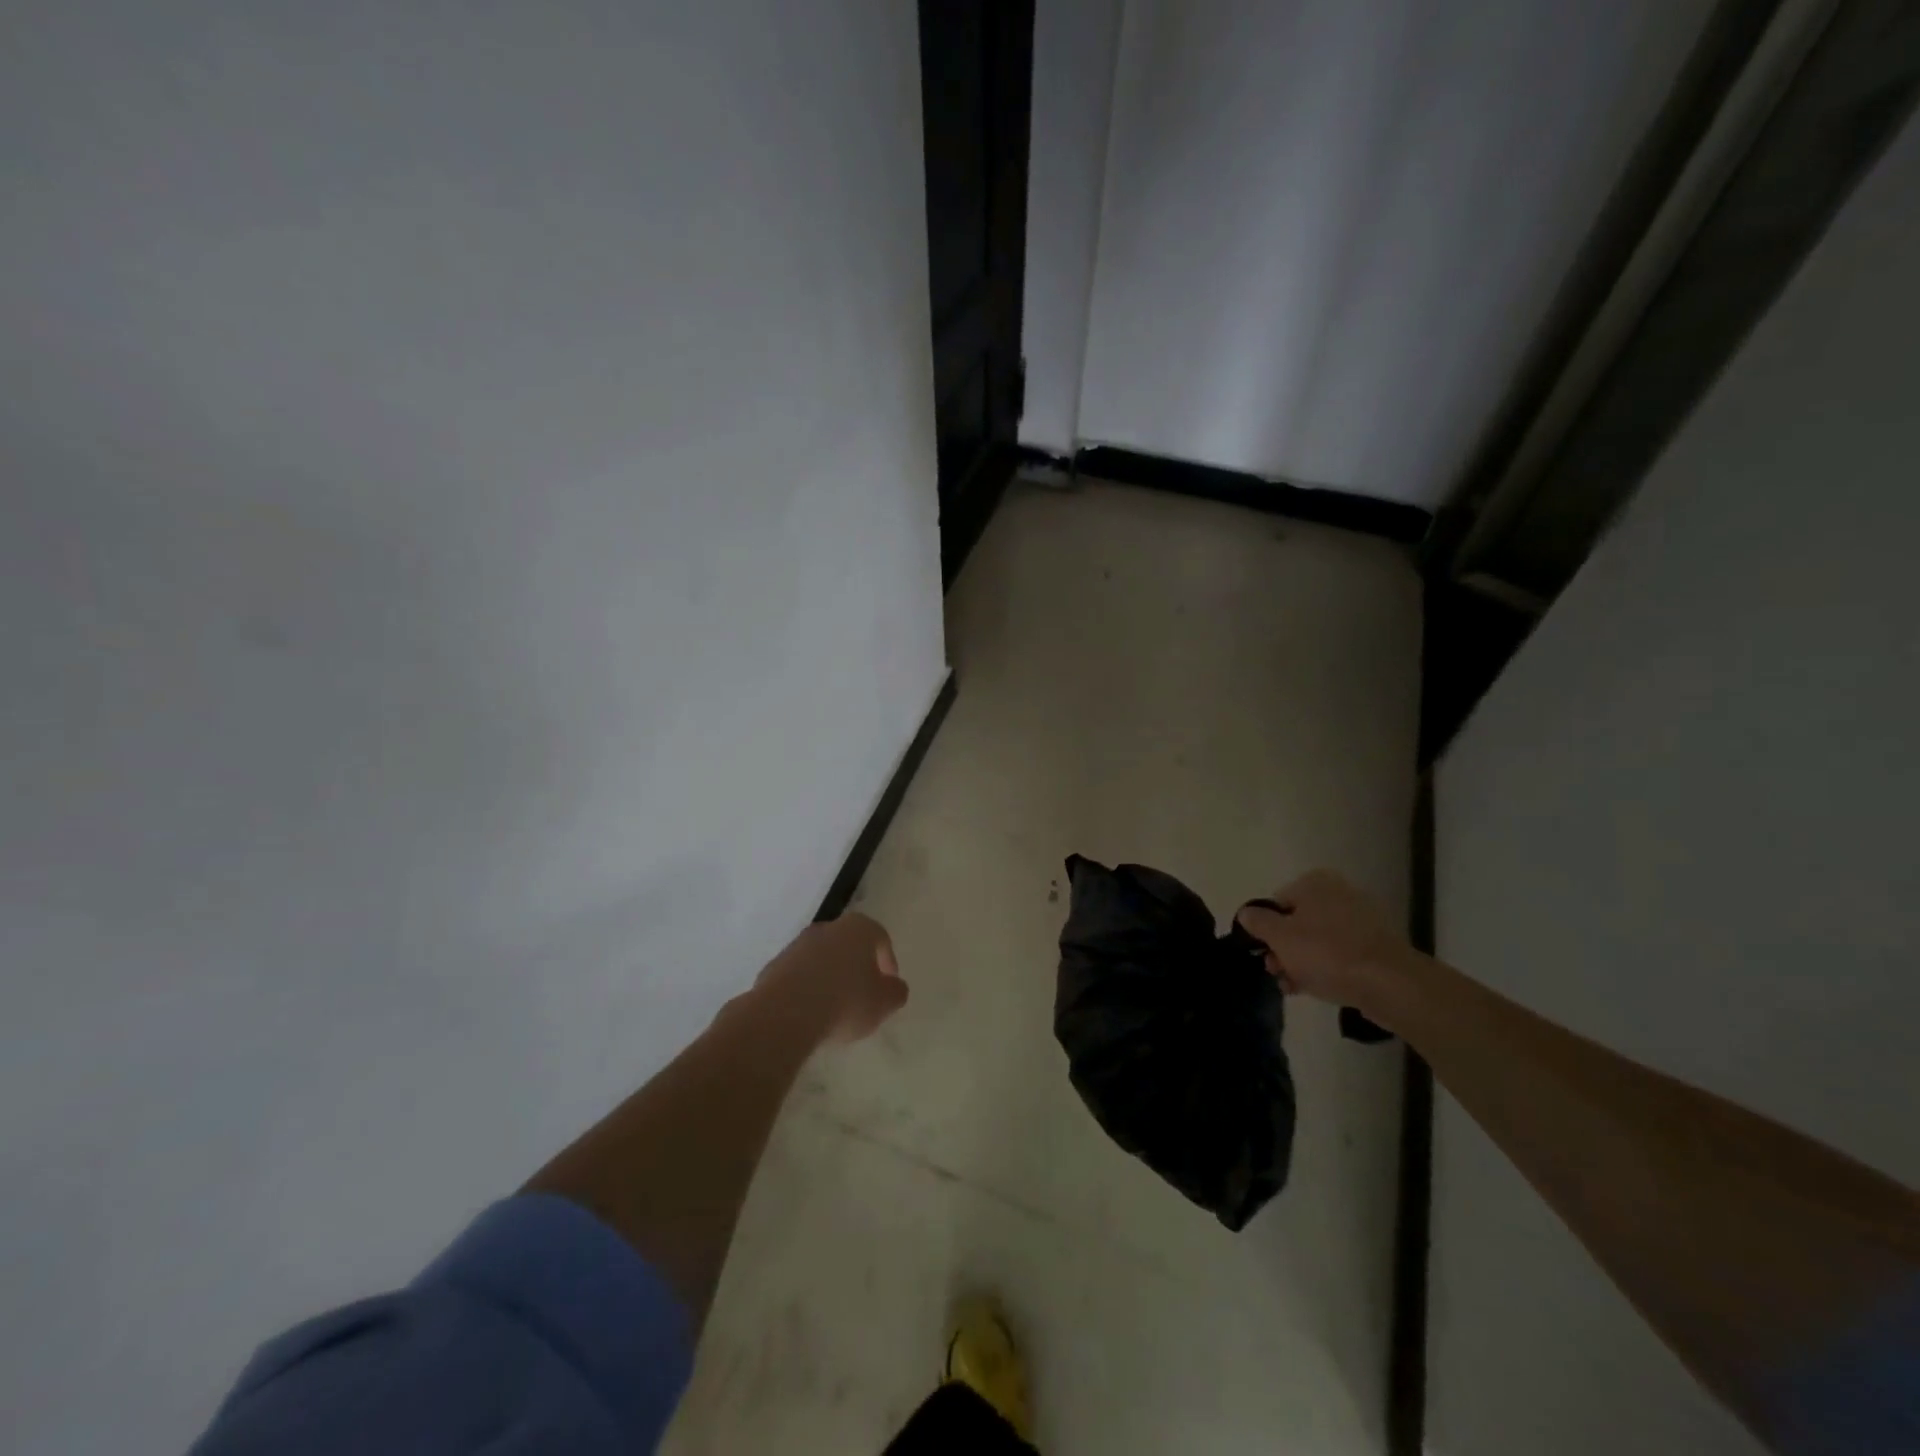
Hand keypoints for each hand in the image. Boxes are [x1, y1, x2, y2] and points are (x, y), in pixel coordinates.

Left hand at [756, 912, 908, 1043]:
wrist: (785, 1013)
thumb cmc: (845, 1001)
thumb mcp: (884, 1003)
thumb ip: (895, 992)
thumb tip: (894, 987)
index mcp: (858, 928)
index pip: (880, 938)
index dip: (888, 961)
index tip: (888, 985)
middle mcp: (827, 928)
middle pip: (848, 945)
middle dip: (856, 967)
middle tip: (863, 995)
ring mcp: (796, 945)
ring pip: (821, 959)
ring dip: (830, 978)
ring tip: (835, 1008)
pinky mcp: (773, 966)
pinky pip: (799, 976)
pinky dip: (807, 989)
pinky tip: (810, 1013)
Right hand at [1235, 870, 1415, 1011]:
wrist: (1389, 984)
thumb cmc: (1326, 953)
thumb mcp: (1279, 937)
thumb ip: (1258, 922)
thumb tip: (1247, 913)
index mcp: (1315, 883)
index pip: (1276, 902)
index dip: (1265, 929)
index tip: (1263, 952)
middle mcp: (1339, 893)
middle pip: (1298, 922)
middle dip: (1283, 948)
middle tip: (1276, 971)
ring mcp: (1362, 920)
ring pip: (1319, 940)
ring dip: (1301, 962)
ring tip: (1294, 986)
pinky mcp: (1377, 946)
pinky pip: (1341, 954)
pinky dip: (1327, 968)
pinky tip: (1317, 988)